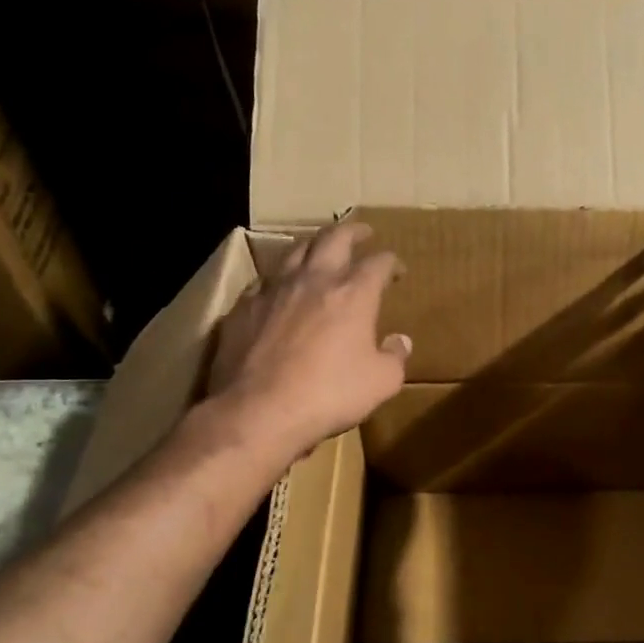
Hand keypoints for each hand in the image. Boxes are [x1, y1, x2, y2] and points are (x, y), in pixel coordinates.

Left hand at [206, 221, 410, 453]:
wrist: (259, 411)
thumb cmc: (330, 394)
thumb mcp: (381, 382)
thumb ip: (395, 357)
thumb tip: (400, 341)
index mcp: (353, 293)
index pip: (378, 263)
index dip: (391, 262)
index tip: (397, 269)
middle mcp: (314, 280)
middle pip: (334, 238)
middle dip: (352, 232)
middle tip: (362, 232)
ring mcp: (274, 290)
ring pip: (295, 251)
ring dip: (313, 245)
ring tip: (320, 248)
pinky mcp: (243, 308)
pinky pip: (264, 281)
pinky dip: (279, 279)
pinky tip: (279, 289)